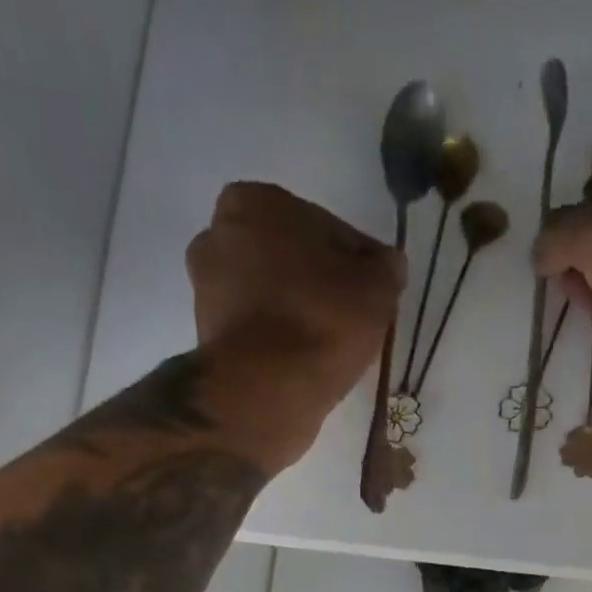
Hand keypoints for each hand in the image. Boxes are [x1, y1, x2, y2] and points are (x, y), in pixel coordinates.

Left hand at [187, 183, 405, 448]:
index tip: (372, 293)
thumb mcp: (377, 288)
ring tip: (329, 349)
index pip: (325, 228)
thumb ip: (385, 268)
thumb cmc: (321, 321)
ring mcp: (206, 290)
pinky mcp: (208, 338)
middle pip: (290, 261)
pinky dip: (278, 344)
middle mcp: (218, 235)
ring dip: (297, 316)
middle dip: (317, 285)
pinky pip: (257, 333)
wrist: (266, 390)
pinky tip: (303, 365)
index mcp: (256, 201)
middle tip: (351, 321)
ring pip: (271, 297)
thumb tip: (386, 266)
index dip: (355, 262)